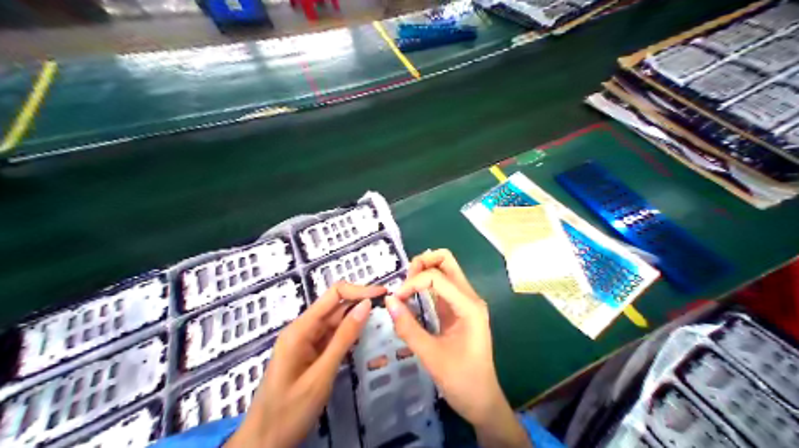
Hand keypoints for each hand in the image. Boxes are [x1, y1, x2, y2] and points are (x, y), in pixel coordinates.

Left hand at [226, 283, 385, 447]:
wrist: (263, 443)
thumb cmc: (289, 411)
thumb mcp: (321, 374)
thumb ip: (344, 338)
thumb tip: (366, 305)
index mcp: (300, 329)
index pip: (333, 295)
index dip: (359, 290)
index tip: (383, 293)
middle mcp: (302, 330)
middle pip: (335, 307)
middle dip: (361, 303)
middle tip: (389, 307)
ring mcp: (306, 342)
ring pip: (335, 322)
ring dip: (357, 319)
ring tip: (383, 318)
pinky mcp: (310, 355)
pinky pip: (332, 338)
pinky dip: (349, 335)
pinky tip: (365, 336)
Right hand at [390, 250, 529, 446]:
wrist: (482, 401)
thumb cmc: (461, 380)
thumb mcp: (431, 356)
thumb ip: (408, 327)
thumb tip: (389, 301)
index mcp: (469, 306)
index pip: (437, 277)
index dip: (413, 283)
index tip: (395, 300)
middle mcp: (470, 298)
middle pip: (446, 261)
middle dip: (422, 264)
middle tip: (404, 283)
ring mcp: (465, 302)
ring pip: (445, 270)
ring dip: (423, 272)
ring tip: (405, 289)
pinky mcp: (458, 310)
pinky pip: (442, 287)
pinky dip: (426, 285)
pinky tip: (412, 295)